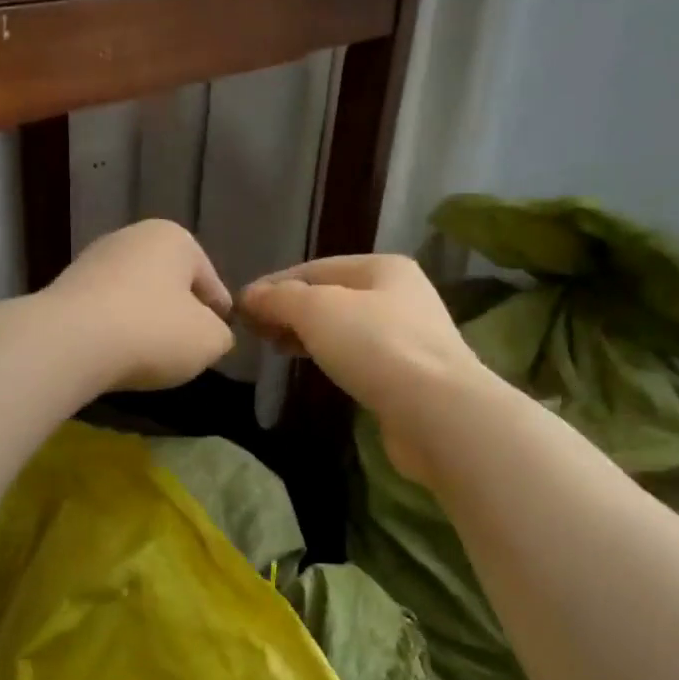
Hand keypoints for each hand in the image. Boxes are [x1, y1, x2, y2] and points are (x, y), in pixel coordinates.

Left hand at [43, 220, 234, 390]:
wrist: (69, 342)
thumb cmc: (152, 331)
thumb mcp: (209, 341)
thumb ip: (221, 334)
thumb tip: (210, 333)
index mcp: (174, 238)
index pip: (210, 282)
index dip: (219, 316)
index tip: (216, 342)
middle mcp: (132, 237)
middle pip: (170, 284)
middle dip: (178, 315)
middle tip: (184, 350)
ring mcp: (93, 259)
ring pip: (134, 296)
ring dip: (144, 322)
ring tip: (148, 357)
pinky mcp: (64, 287)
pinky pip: (104, 311)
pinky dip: (113, 330)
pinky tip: (114, 354)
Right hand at [240, 254, 487, 480]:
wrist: (437, 411)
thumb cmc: (376, 347)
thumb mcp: (317, 310)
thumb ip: (279, 298)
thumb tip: (248, 296)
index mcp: (382, 267)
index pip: (314, 268)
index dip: (274, 285)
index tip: (240, 308)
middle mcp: (399, 294)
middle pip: (330, 296)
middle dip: (289, 310)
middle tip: (255, 331)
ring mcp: (407, 335)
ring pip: (343, 327)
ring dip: (307, 334)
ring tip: (276, 348)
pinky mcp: (408, 374)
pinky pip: (358, 356)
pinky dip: (330, 357)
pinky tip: (313, 367)